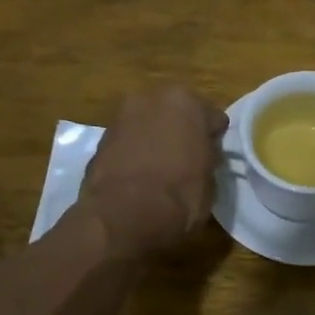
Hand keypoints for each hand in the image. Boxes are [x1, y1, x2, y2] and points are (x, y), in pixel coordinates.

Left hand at [82, 86, 227, 256]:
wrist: (123, 216)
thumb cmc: (179, 196)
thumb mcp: (210, 181)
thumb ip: (207, 158)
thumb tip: (202, 157)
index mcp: (186, 102)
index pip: (213, 118)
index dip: (214, 139)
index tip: (213, 158)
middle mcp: (152, 98)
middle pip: (176, 113)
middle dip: (181, 131)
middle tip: (187, 159)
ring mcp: (122, 115)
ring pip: (149, 124)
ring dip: (155, 138)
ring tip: (160, 168)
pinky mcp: (100, 138)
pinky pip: (128, 140)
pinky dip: (134, 151)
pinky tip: (138, 175)